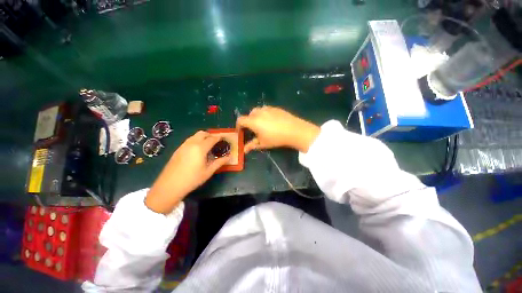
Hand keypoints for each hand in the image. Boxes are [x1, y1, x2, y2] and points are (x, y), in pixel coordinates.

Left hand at [145, 131, 229, 213]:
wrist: (169, 185)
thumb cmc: (192, 179)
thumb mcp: (208, 171)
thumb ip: (219, 162)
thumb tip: (229, 157)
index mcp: (200, 148)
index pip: (212, 139)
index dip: (219, 137)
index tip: (224, 137)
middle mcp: (191, 144)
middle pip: (202, 133)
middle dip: (210, 135)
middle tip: (216, 141)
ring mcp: (183, 146)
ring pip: (195, 136)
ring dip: (203, 137)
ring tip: (208, 145)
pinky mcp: (178, 149)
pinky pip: (189, 140)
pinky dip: (196, 140)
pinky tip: (197, 150)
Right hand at [236, 106, 319, 152]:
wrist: (294, 130)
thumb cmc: (276, 138)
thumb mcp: (263, 143)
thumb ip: (252, 145)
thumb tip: (244, 150)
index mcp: (253, 121)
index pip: (240, 120)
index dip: (238, 125)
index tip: (241, 131)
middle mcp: (259, 112)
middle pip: (249, 114)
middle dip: (248, 121)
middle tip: (253, 129)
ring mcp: (268, 109)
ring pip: (257, 110)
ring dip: (256, 116)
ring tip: (262, 124)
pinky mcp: (275, 108)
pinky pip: (266, 109)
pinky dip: (264, 114)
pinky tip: (271, 121)